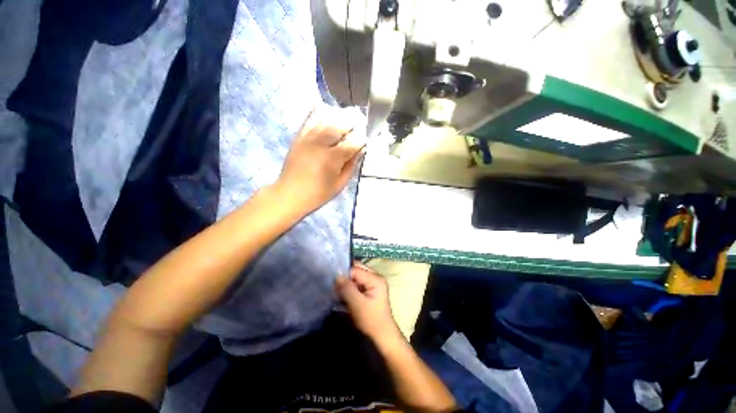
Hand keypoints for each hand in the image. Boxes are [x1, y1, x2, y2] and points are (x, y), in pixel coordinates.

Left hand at [276, 105, 364, 214]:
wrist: (290, 194)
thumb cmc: (318, 194)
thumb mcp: (340, 184)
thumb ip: (351, 166)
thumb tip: (359, 151)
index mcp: (332, 158)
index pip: (353, 142)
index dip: (362, 141)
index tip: (365, 143)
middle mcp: (320, 144)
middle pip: (341, 125)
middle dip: (353, 126)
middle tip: (357, 130)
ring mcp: (308, 138)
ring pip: (326, 119)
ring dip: (339, 118)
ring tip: (346, 121)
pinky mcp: (299, 137)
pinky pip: (309, 119)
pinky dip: (319, 112)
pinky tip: (326, 110)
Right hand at [335, 263, 400, 341]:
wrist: (381, 336)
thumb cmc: (371, 320)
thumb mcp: (357, 304)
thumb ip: (347, 289)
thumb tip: (337, 275)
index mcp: (376, 278)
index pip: (356, 269)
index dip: (344, 274)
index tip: (332, 282)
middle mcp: (375, 277)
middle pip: (356, 270)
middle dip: (344, 277)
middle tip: (333, 285)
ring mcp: (373, 283)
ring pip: (355, 277)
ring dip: (346, 283)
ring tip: (336, 291)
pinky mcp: (369, 290)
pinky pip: (356, 283)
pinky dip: (349, 287)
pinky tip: (342, 294)